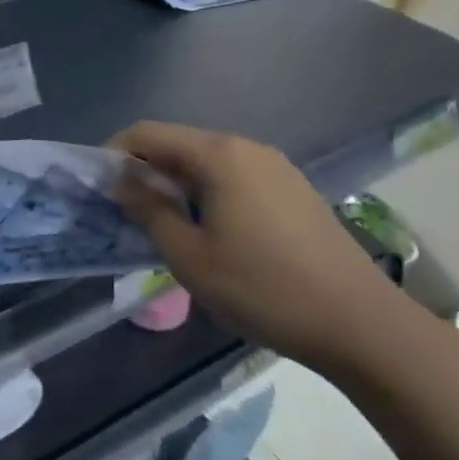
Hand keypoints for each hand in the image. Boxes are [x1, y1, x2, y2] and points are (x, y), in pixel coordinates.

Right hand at [108, 122, 403, 370]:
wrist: (361, 325)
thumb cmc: (263, 289)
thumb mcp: (188, 255)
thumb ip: (148, 210)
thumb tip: (120, 180)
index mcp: (218, 155)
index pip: (147, 133)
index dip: (113, 152)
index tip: (97, 186)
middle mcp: (247, 148)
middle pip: (178, 144)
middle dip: (144, 169)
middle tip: (124, 209)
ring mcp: (276, 168)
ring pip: (207, 161)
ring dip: (175, 183)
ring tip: (162, 223)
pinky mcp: (294, 190)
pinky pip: (234, 176)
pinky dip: (207, 192)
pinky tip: (209, 230)